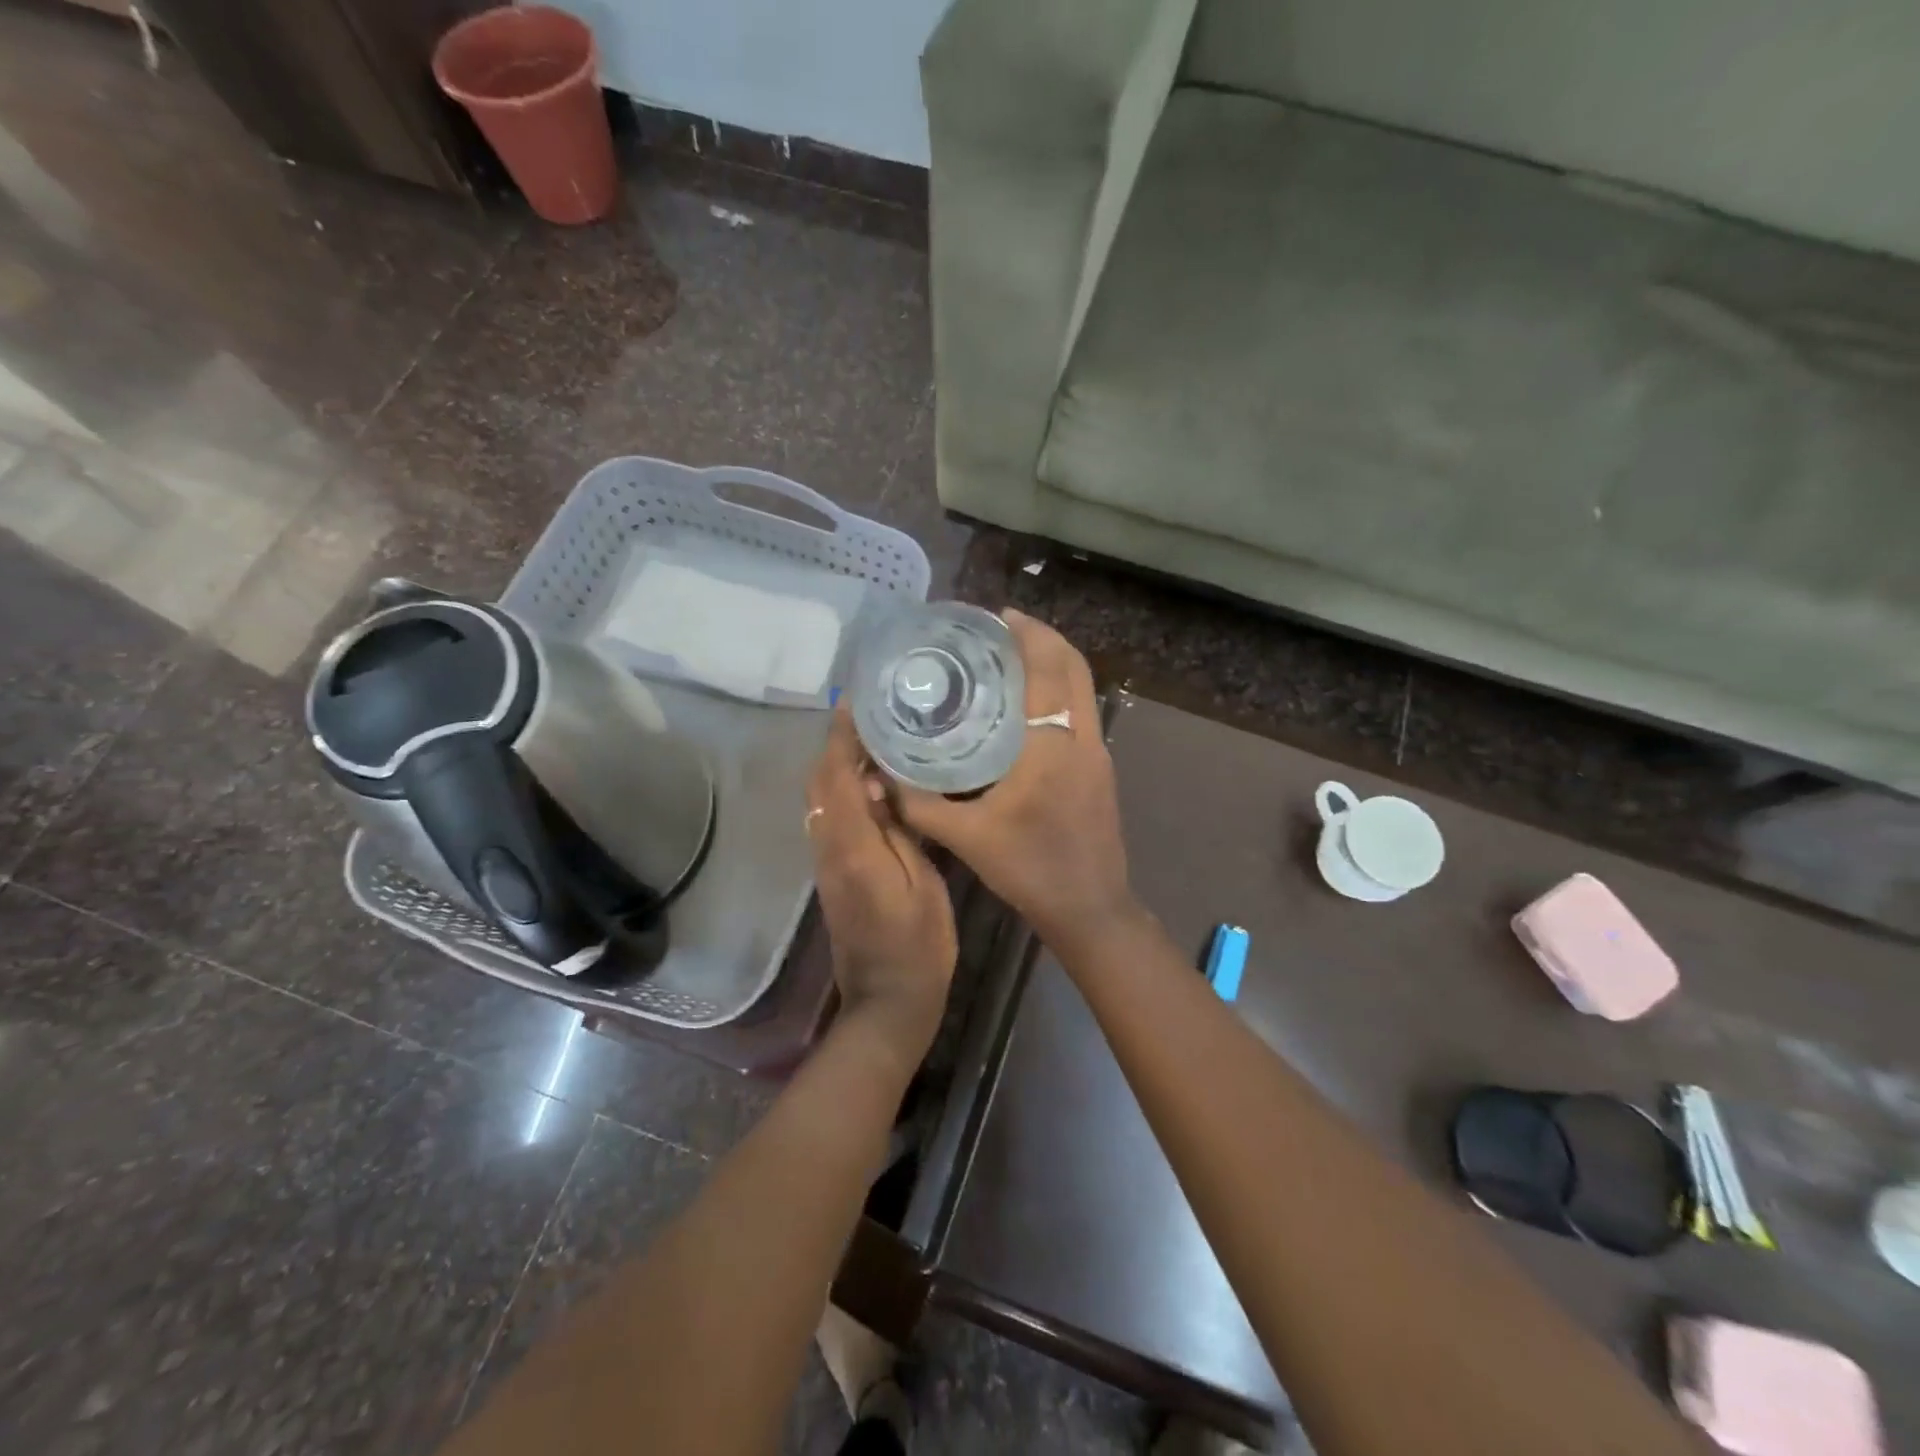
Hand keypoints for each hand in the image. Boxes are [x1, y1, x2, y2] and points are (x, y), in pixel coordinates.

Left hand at [806, 708, 956, 1068]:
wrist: (886, 1003)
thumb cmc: (918, 947)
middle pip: (819, 785)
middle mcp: (828, 849)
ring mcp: (825, 864)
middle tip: (868, 718)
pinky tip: (871, 786)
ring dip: (836, 767)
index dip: (840, 738)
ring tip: (872, 742)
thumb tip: (881, 787)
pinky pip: (828, 820)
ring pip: (820, 802)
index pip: (837, 778)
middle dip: (835, 746)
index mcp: (853, 848)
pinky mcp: (831, 876)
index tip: (852, 704)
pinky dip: (841, 792)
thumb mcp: (924, 886)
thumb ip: (900, 832)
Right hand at [894, 610, 1136, 952]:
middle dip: (1043, 639)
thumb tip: (878, 778)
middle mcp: (1084, 738)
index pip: (1049, 669)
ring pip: (1083, 689)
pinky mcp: (1101, 769)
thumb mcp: (967, 838)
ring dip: (1054, 664)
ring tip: (1010, 660)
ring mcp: (1099, 753)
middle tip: (1001, 631)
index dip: (1029, 635)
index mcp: (1053, 746)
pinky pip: (1082, 712)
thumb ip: (919, 805)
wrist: (1091, 908)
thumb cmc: (1031, 869)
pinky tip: (1026, 707)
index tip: (999, 616)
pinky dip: (1059, 692)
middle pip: (1075, 668)